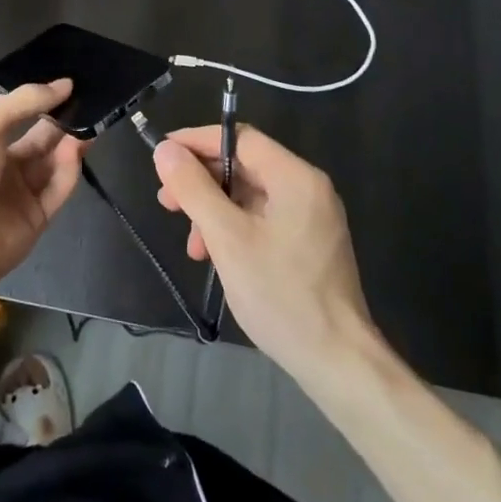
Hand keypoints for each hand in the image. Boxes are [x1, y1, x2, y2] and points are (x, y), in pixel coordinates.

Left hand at [0, 80, 85, 318]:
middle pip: (41, 139)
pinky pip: (57, 190)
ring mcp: (21, 193)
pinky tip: (77, 151)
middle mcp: (2, 165)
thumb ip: (23, 102)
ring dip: (70, 144)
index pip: (18, 114)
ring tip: (88, 125)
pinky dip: (69, 170)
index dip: (42, 100)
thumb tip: (64, 85)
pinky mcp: (37, 218)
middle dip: (62, 122)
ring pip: (53, 163)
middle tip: (88, 104)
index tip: (69, 86)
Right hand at [153, 124, 376, 383]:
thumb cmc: (280, 294)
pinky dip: (234, 229)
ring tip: (191, 243)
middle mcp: (308, 188)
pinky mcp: (309, 244)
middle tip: (167, 202)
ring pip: (250, 196)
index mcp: (295, 177)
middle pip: (244, 166)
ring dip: (214, 211)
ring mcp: (311, 217)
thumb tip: (166, 150)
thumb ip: (194, 188)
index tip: (163, 155)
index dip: (197, 142)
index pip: (239, 139)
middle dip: (202, 182)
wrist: (337, 363)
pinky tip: (215, 255)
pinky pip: (263, 219)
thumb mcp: (227, 238)